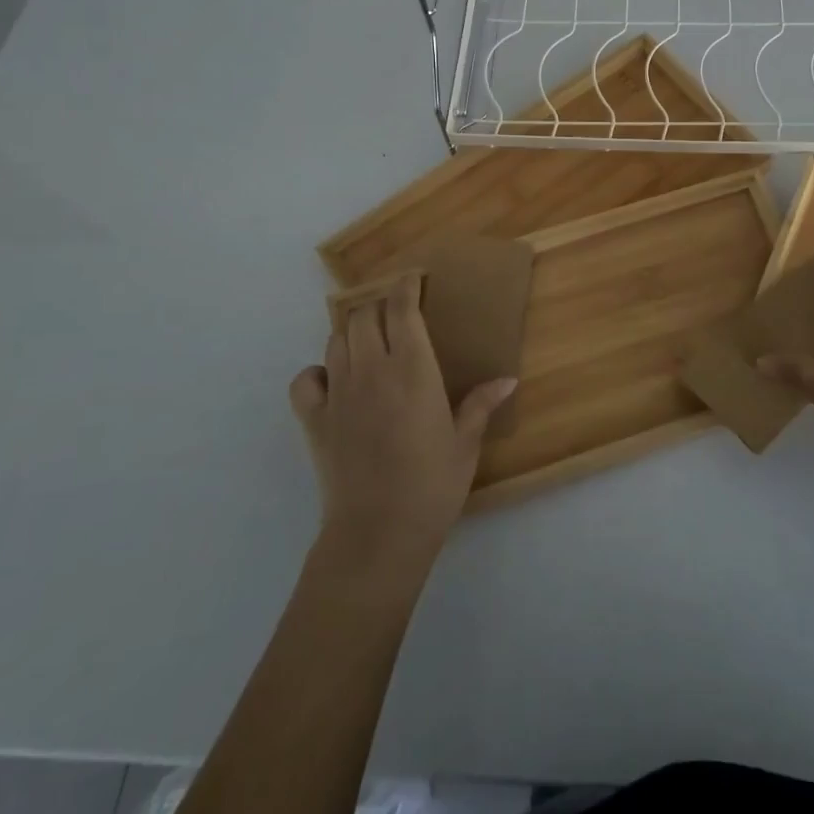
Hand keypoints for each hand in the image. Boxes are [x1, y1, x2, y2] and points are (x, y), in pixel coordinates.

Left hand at [290, 274, 515, 574]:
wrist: (378, 534)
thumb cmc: (432, 486)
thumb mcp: (466, 444)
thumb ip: (482, 404)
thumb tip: (508, 379)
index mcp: (413, 369)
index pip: (401, 308)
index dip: (405, 286)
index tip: (413, 279)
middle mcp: (372, 370)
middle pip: (364, 316)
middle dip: (379, 306)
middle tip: (396, 316)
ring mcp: (338, 393)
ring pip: (336, 340)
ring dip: (353, 333)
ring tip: (370, 344)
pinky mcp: (314, 420)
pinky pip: (305, 379)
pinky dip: (317, 371)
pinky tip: (333, 381)